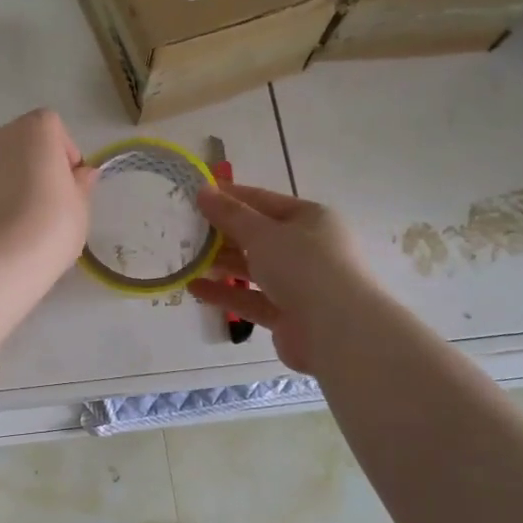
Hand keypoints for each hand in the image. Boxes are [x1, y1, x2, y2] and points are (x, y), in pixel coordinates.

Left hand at [0, 109, 96, 286]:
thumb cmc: (51, 225)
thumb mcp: (80, 205)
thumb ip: (81, 183)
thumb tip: (83, 173)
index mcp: (36, 128)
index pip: (54, 127)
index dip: (66, 152)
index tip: (71, 182)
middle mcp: (2, 134)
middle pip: (28, 140)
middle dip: (42, 161)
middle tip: (55, 198)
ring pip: (7, 160)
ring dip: (21, 177)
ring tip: (33, 213)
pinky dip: (3, 192)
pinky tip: (12, 222)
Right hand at [187, 182, 367, 373]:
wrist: (338, 332)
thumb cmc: (304, 267)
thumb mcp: (262, 233)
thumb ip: (230, 214)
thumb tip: (203, 190)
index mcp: (310, 219)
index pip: (263, 200)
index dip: (230, 196)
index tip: (196, 195)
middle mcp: (308, 248)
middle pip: (258, 235)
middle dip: (222, 233)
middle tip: (185, 229)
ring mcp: (300, 283)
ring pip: (254, 268)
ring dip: (222, 263)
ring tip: (186, 258)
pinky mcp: (288, 315)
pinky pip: (251, 298)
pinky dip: (226, 293)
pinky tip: (195, 287)